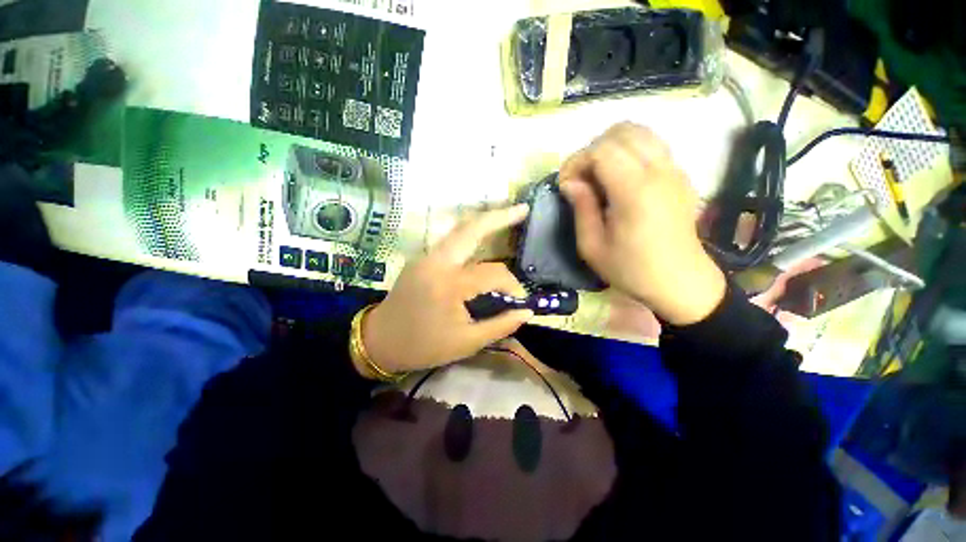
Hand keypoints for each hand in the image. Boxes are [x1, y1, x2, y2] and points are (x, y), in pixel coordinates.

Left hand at [362, 205, 533, 373]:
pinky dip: (471, 233)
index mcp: (449, 285)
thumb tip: (526, 312)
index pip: (493, 274)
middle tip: (523, 209)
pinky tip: (483, 236)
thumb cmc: (423, 346)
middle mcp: (437, 262)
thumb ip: (500, 325)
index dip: (513, 285)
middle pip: (472, 228)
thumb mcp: (466, 343)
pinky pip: (451, 240)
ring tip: (508, 215)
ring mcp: (427, 256)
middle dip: (500, 217)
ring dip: (485, 221)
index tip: (520, 301)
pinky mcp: (422, 258)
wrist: (380, 340)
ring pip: (460, 229)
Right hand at [558, 122, 725, 324]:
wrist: (680, 282)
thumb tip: (570, 183)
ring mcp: (674, 170)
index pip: (602, 150)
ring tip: (599, 175)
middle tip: (581, 178)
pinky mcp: (680, 176)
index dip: (577, 161)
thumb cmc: (631, 269)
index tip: (566, 185)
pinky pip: (653, 146)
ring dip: (612, 146)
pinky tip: (621, 179)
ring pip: (641, 132)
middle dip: (592, 150)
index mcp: (635, 191)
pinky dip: (630, 152)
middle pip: (622, 132)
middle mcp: (659, 172)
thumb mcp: (592, 246)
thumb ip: (581, 208)